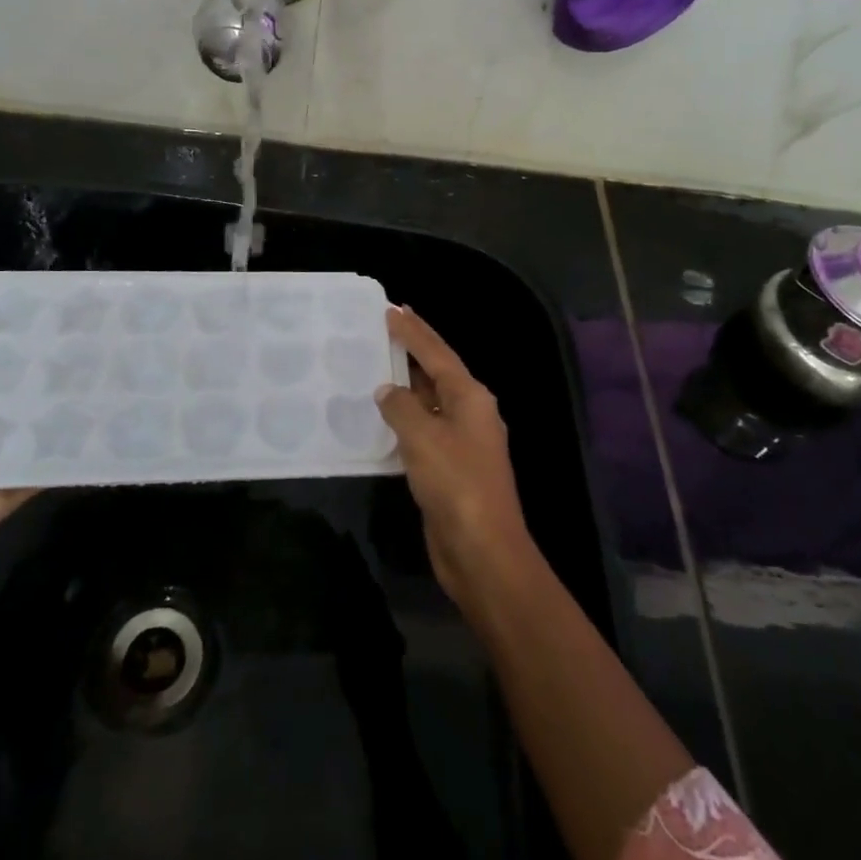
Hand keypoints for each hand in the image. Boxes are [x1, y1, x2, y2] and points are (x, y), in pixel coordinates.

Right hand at [374, 307, 533, 608]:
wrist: (482, 550)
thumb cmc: (456, 483)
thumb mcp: (423, 437)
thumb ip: (401, 407)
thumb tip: (387, 391)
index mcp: (471, 397)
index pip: (437, 353)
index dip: (414, 331)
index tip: (393, 309)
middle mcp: (470, 412)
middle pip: (437, 372)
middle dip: (414, 349)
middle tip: (387, 326)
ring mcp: (462, 441)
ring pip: (430, 401)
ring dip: (407, 383)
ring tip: (379, 364)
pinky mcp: (449, 467)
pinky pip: (423, 430)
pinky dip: (404, 417)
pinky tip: (383, 415)